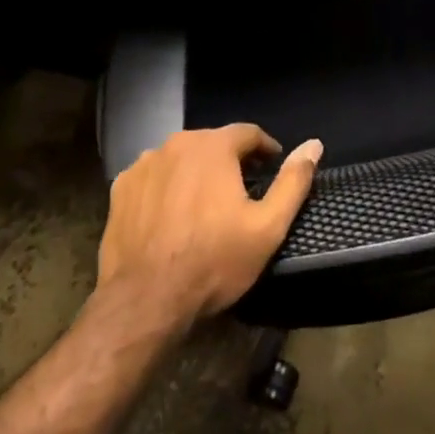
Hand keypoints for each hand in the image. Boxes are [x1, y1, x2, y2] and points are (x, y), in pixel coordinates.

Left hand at [97, 125, 321, 327]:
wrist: (144, 301)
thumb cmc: (213, 261)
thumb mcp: (267, 227)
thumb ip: (293, 182)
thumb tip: (313, 145)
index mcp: (213, 146)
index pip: (248, 133)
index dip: (264, 149)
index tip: (272, 166)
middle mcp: (176, 143)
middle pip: (212, 142)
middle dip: (230, 160)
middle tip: (241, 189)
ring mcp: (144, 164)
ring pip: (181, 158)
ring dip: (196, 171)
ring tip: (205, 203)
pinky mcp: (121, 188)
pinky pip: (153, 176)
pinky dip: (166, 186)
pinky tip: (170, 214)